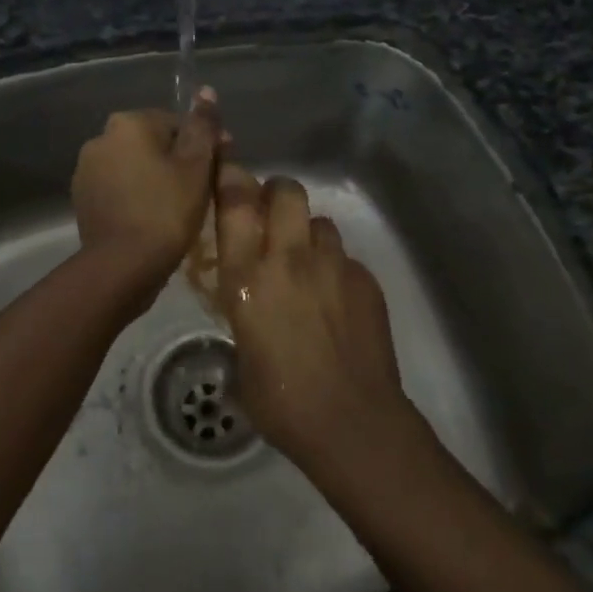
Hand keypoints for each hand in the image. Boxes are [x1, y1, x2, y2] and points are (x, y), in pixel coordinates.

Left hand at [71, 90, 222, 291]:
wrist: (122, 266)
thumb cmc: (166, 210)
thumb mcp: (196, 165)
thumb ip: (202, 126)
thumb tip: (206, 91)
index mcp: (128, 123)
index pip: (176, 123)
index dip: (202, 146)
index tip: (218, 170)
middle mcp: (101, 138)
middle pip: (153, 143)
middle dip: (177, 161)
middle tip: (202, 192)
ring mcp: (87, 169)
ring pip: (134, 166)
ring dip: (155, 178)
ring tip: (178, 209)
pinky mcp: (82, 198)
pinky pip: (118, 188)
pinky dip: (136, 197)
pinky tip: (153, 219)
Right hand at [214, 166, 410, 471]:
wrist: (352, 423)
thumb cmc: (281, 401)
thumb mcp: (241, 355)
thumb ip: (243, 313)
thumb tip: (247, 304)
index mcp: (248, 278)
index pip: (236, 203)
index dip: (230, 175)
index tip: (227, 168)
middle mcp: (289, 259)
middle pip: (286, 191)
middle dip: (277, 193)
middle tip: (273, 216)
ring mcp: (333, 266)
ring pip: (320, 222)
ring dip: (309, 234)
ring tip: (309, 264)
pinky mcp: (365, 281)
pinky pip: (346, 258)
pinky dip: (337, 269)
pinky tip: (337, 302)